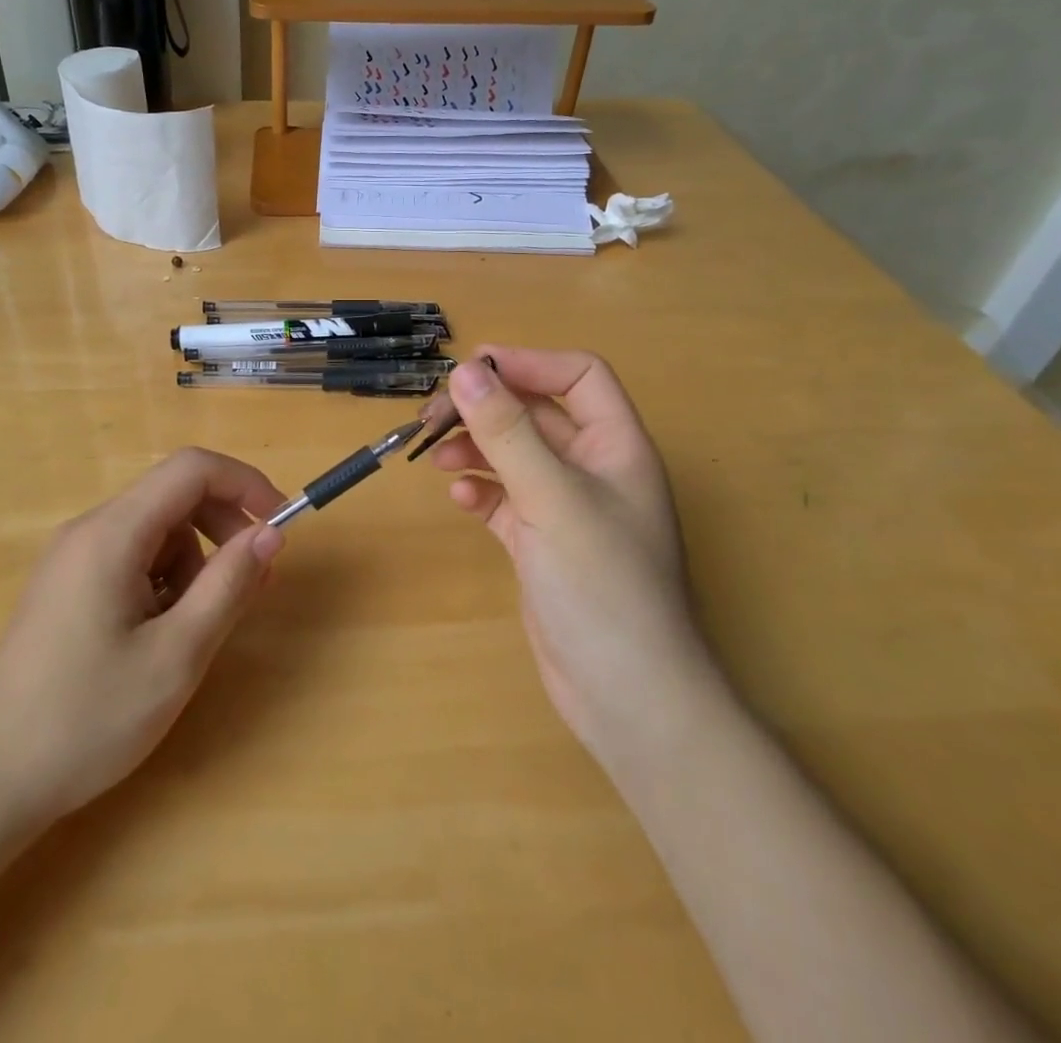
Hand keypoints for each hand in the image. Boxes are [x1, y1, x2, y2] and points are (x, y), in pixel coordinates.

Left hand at [0, 448, 286, 832]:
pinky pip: (132, 558)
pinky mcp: (67, 586)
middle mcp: (89, 530)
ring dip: (192, 565)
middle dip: (223, 529)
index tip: (279, 526)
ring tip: (191, 630)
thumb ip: (229, 586)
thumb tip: (271, 534)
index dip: (244, 484)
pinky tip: (156, 637)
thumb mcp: (176, 656)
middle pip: (174, 496)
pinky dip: (162, 582)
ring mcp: (73, 558)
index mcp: (112, 533)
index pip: (191, 469)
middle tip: (250, 585)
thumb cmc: (86, 719)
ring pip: (157, 532)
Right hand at [430, 348, 702, 764]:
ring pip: (516, 455)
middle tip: (433, 417)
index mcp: (616, 446)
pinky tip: (461, 499)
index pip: (578, 376)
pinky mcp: (543, 544)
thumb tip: (464, 371)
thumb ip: (507, 431)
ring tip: (436, 456)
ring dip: (476, 447)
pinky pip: (506, 499)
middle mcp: (594, 469)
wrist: (627, 697)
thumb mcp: (552, 498)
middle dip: (487, 408)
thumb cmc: (603, 586)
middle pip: (537, 413)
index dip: (529, 363)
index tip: (471, 371)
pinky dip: (481, 491)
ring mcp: (567, 509)